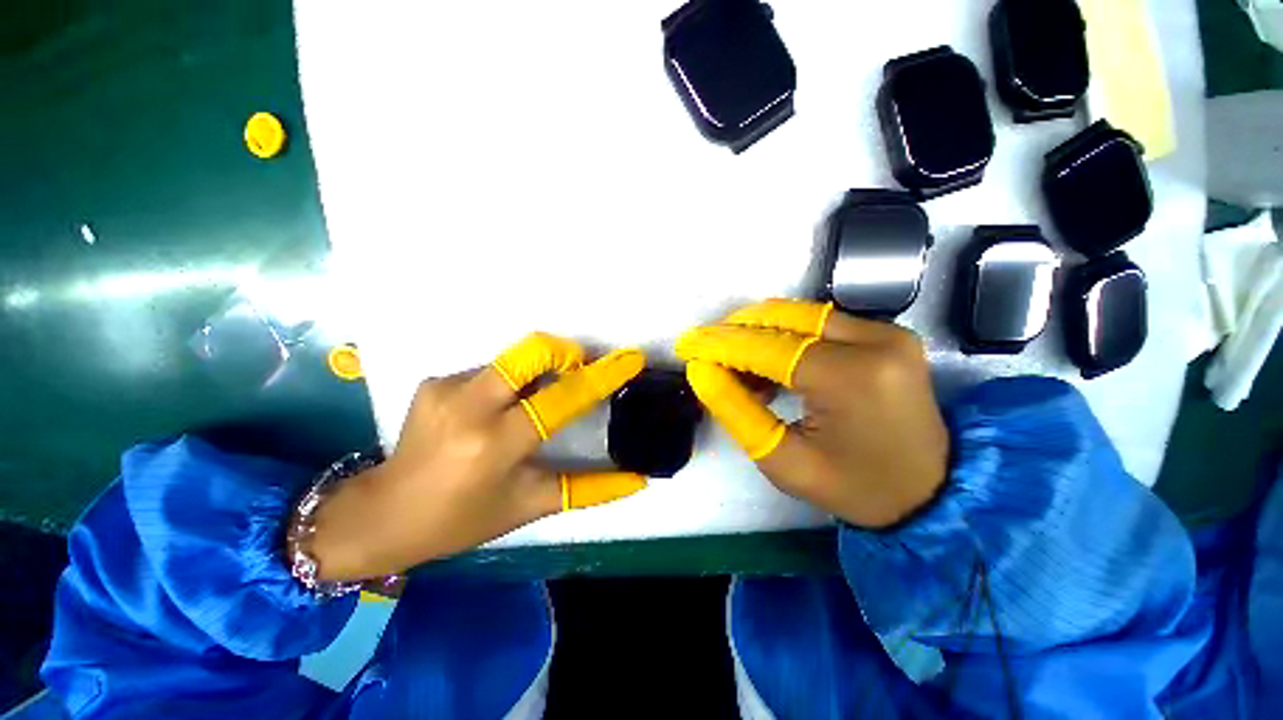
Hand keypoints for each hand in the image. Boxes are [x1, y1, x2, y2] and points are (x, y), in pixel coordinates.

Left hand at [310, 334, 646, 579]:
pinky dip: (508, 386)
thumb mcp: (531, 504)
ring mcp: (447, 388)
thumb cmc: (463, 519)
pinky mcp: (435, 381)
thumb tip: (638, 479)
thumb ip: (589, 489)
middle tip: (578, 371)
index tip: (629, 359)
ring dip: (536, 375)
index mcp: (497, 443)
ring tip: (533, 404)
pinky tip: (496, 413)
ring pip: (513, 361)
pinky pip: (491, 372)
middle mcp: (470, 406)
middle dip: (565, 353)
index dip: (602, 375)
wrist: (383, 514)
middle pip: (531, 351)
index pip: (562, 398)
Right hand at [676, 300, 949, 528]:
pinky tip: (768, 359)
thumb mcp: (782, 461)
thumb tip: (701, 370)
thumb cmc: (853, 488)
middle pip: (784, 320)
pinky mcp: (889, 334)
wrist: (931, 494)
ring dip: (758, 330)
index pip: (767, 347)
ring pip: (801, 315)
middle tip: (705, 349)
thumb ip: (735, 410)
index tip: (687, 344)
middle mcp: (874, 342)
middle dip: (735, 331)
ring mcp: (887, 333)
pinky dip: (786, 334)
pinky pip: (821, 322)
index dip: (720, 344)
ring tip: (733, 359)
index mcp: (850, 378)